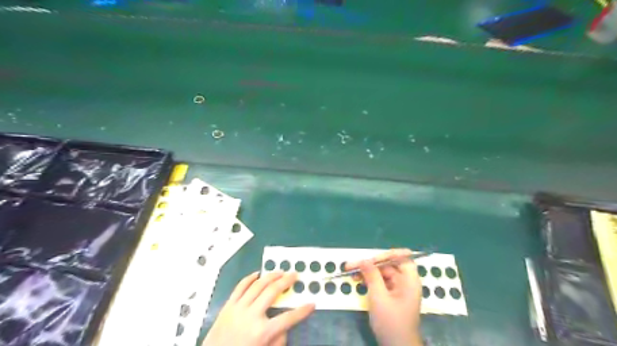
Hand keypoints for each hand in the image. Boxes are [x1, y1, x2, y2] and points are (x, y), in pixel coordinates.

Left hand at [205, 271, 315, 343]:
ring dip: (271, 276)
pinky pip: (240, 286)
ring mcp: (238, 308)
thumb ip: (277, 341)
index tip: (312, 303)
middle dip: (286, 282)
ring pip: (258, 285)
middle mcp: (251, 316)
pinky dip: (250, 278)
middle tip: (295, 275)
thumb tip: (285, 327)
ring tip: (280, 271)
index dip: (302, 311)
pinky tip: (258, 274)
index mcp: (261, 332)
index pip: (288, 319)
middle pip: (272, 292)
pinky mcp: (228, 305)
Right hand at [347, 248, 423, 345]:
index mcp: (409, 280)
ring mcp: (398, 289)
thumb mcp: (379, 297)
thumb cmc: (391, 322)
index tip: (370, 258)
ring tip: (350, 272)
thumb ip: (372, 276)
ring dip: (367, 271)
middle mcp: (405, 281)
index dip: (387, 254)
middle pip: (389, 265)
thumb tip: (363, 259)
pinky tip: (358, 280)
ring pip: (382, 273)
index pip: (402, 257)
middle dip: (370, 263)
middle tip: (352, 265)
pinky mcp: (391, 296)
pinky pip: (380, 282)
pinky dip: (369, 280)